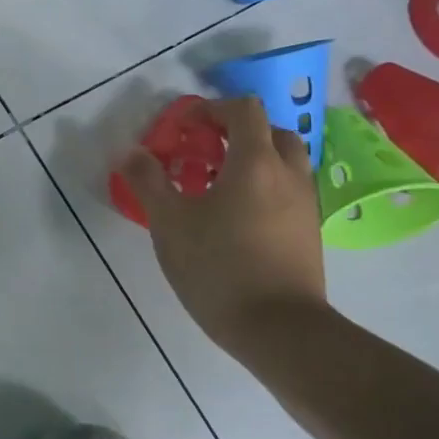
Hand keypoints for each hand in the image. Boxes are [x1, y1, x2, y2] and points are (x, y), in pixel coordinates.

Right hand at [119, 96, 326, 358]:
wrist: (278, 329)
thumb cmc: (218, 267)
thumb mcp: (169, 222)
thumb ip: (148, 181)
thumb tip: (130, 151)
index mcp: (256, 163)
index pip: (244, 109)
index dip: (211, 109)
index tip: (184, 129)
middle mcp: (288, 175)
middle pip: (272, 131)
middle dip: (237, 133)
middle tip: (204, 153)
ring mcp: (305, 205)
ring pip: (284, 163)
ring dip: (253, 161)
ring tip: (216, 186)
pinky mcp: (308, 233)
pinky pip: (288, 192)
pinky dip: (264, 188)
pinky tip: (234, 218)